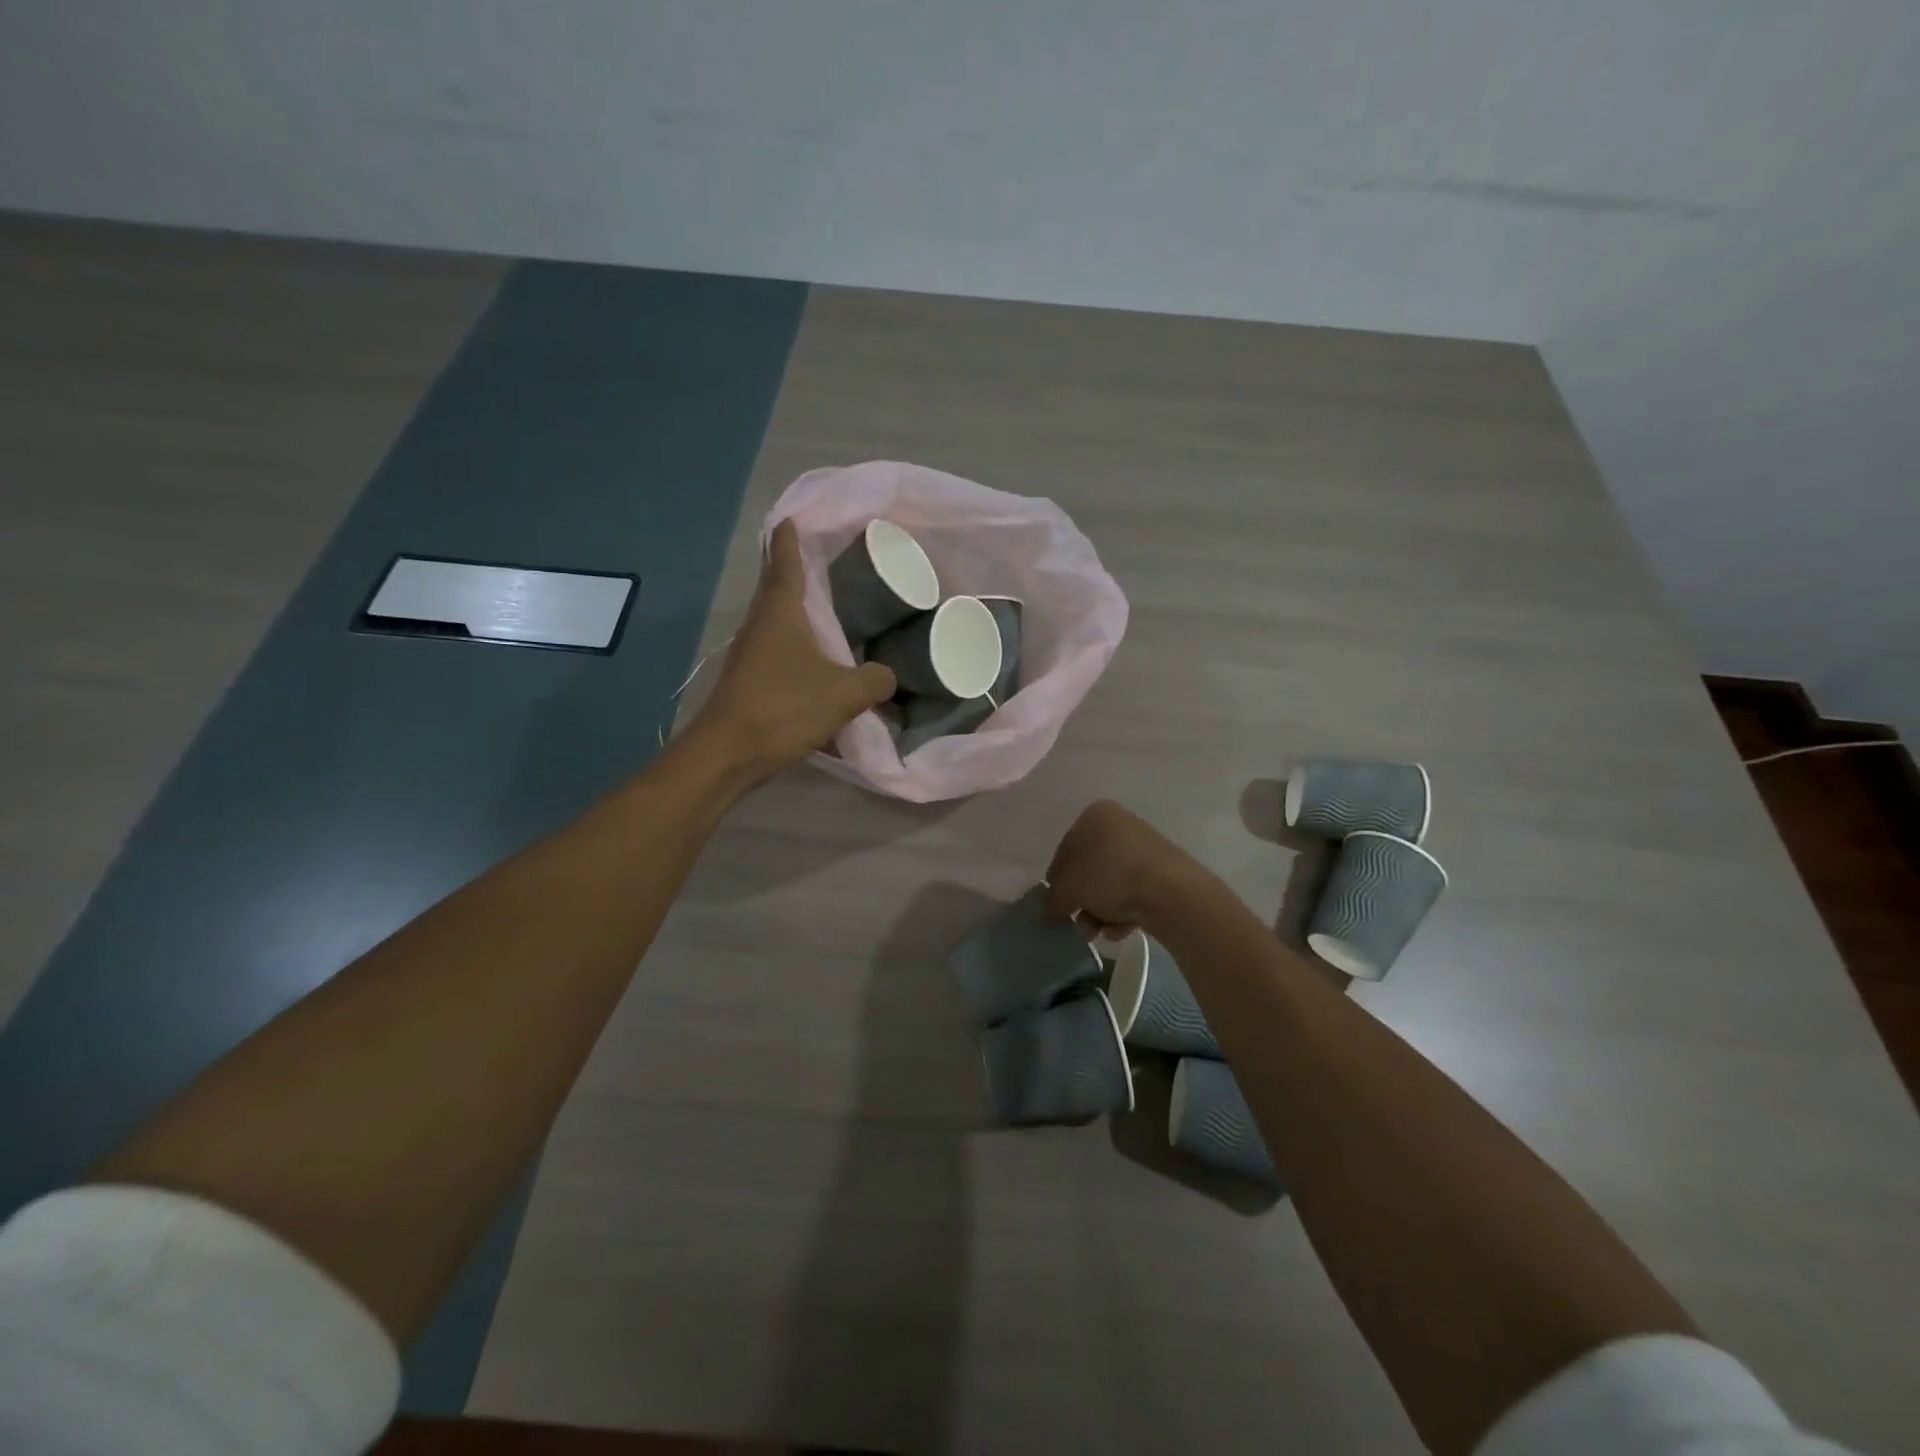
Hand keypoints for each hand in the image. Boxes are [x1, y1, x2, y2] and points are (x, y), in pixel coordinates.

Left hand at [692, 520, 896, 783]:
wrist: (728, 753)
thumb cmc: (783, 708)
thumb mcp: (843, 694)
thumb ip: (874, 681)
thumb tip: (888, 676)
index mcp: (780, 612)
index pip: (785, 560)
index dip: (791, 536)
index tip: (795, 516)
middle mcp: (760, 624)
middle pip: (778, 586)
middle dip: (796, 569)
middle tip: (827, 558)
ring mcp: (751, 652)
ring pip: (778, 621)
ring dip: (799, 611)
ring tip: (830, 608)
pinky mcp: (750, 679)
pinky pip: (779, 651)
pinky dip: (798, 646)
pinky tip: (820, 663)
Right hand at [1042, 800, 1211, 937]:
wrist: (1170, 892)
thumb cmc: (1109, 877)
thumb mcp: (1069, 888)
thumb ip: (1053, 899)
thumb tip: (1048, 910)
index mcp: (1095, 815)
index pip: (1065, 850)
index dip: (1056, 881)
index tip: (1055, 907)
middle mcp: (1120, 825)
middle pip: (1089, 870)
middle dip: (1081, 902)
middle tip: (1076, 924)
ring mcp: (1144, 848)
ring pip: (1110, 884)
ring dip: (1098, 912)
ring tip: (1096, 933)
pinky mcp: (1163, 872)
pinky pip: (1133, 892)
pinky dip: (1122, 912)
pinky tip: (1119, 930)